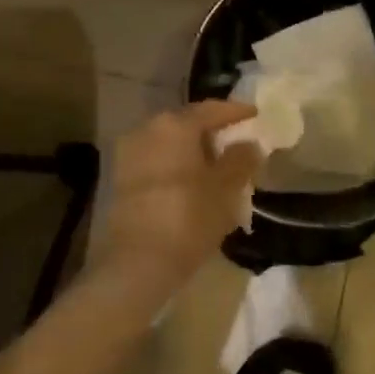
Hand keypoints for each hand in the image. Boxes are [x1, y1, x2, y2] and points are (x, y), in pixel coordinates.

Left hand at [95, 101, 261, 308]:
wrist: (137, 263)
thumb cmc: (188, 217)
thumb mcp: (226, 188)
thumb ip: (241, 160)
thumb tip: (249, 144)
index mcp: (175, 125)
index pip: (212, 109)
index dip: (236, 112)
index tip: (255, 114)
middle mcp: (147, 130)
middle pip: (187, 124)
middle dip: (212, 132)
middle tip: (236, 142)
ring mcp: (129, 155)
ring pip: (170, 144)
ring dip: (193, 151)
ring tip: (217, 167)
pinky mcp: (120, 180)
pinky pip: (156, 162)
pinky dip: (176, 166)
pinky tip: (192, 183)